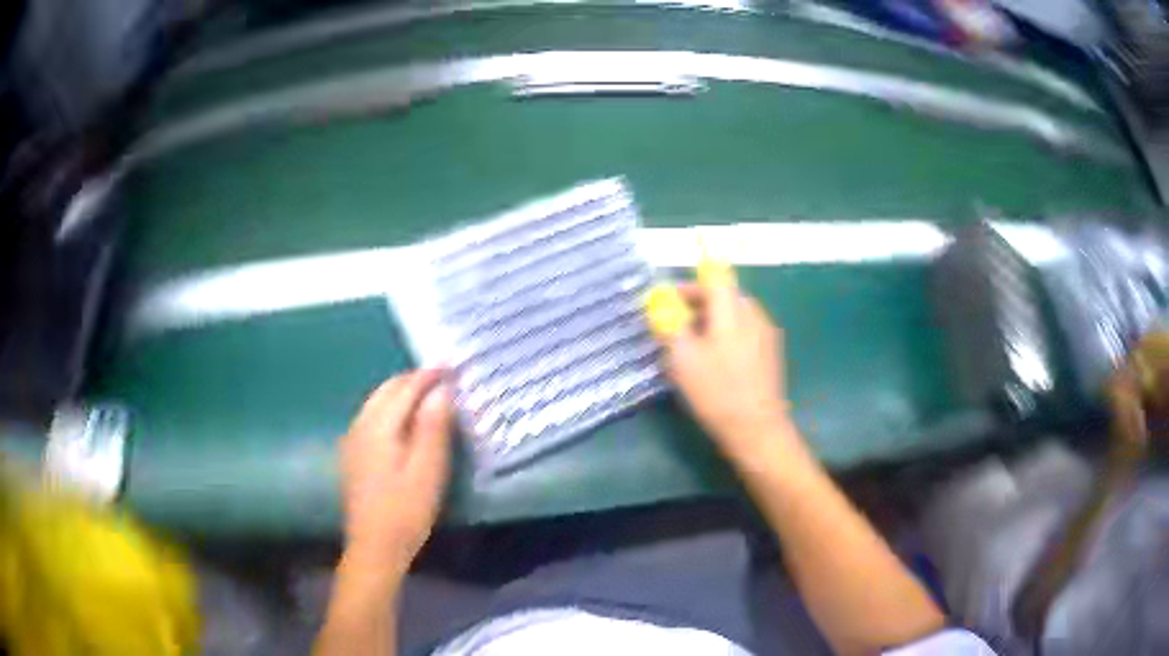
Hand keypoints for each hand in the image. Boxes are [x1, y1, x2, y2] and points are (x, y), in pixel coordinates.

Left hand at [340, 369, 452, 575]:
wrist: (374, 547)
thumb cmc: (406, 511)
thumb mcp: (428, 471)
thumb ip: (433, 427)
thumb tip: (442, 390)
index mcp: (378, 426)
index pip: (405, 388)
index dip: (429, 375)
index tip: (452, 365)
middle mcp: (360, 425)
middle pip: (387, 390)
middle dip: (413, 379)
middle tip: (443, 378)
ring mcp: (353, 439)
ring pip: (377, 401)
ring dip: (401, 392)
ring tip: (428, 395)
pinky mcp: (353, 454)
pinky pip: (372, 416)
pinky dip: (390, 407)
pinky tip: (404, 420)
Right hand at [650, 267, 795, 457]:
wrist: (757, 429)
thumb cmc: (717, 391)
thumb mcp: (683, 357)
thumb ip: (670, 322)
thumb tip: (659, 300)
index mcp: (734, 310)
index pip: (713, 277)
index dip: (690, 284)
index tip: (670, 300)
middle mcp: (754, 314)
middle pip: (724, 296)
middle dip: (697, 306)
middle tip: (674, 327)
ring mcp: (766, 334)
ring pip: (733, 315)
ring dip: (710, 322)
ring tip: (690, 348)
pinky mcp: (770, 353)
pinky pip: (743, 332)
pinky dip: (725, 336)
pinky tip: (713, 363)